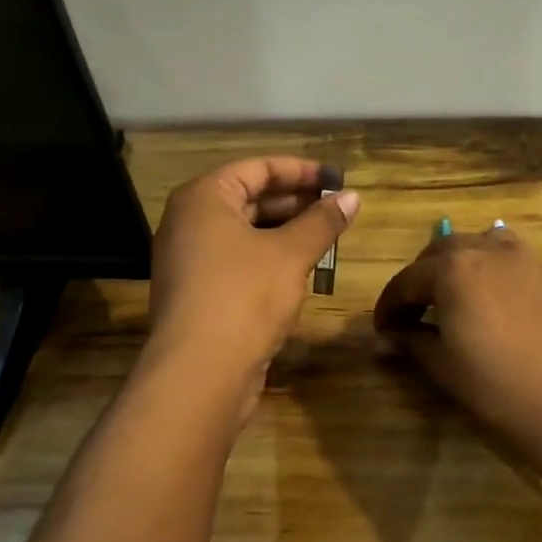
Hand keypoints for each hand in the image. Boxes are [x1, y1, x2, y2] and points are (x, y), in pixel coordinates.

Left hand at [148, 155, 359, 391]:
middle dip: (295, 203)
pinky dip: (268, 258)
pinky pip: (237, 261)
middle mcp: (189, 223)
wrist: (200, 373)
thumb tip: (352, 197)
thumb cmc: (244, 297)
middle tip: (336, 210)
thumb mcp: (290, 254)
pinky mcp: (198, 293)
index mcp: (203, 199)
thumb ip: (322, 222)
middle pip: (249, 198)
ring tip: (325, 238)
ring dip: (285, 233)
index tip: (337, 180)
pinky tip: (301, 271)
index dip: (300, 171)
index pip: (256, 168)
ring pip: (245, 233)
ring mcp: (189, 260)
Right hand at [372, 228, 541, 496]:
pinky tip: (492, 303)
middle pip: (442, 252)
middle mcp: (488, 251)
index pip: (407, 281)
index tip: (383, 329)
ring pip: (480, 246)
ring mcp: (525, 260)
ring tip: (454, 298)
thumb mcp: (443, 366)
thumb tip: (385, 339)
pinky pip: (510, 260)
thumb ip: (411, 342)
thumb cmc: (496, 388)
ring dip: (459, 265)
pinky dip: (491, 271)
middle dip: (422, 278)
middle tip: (414, 311)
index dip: (389, 306)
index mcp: (453, 269)